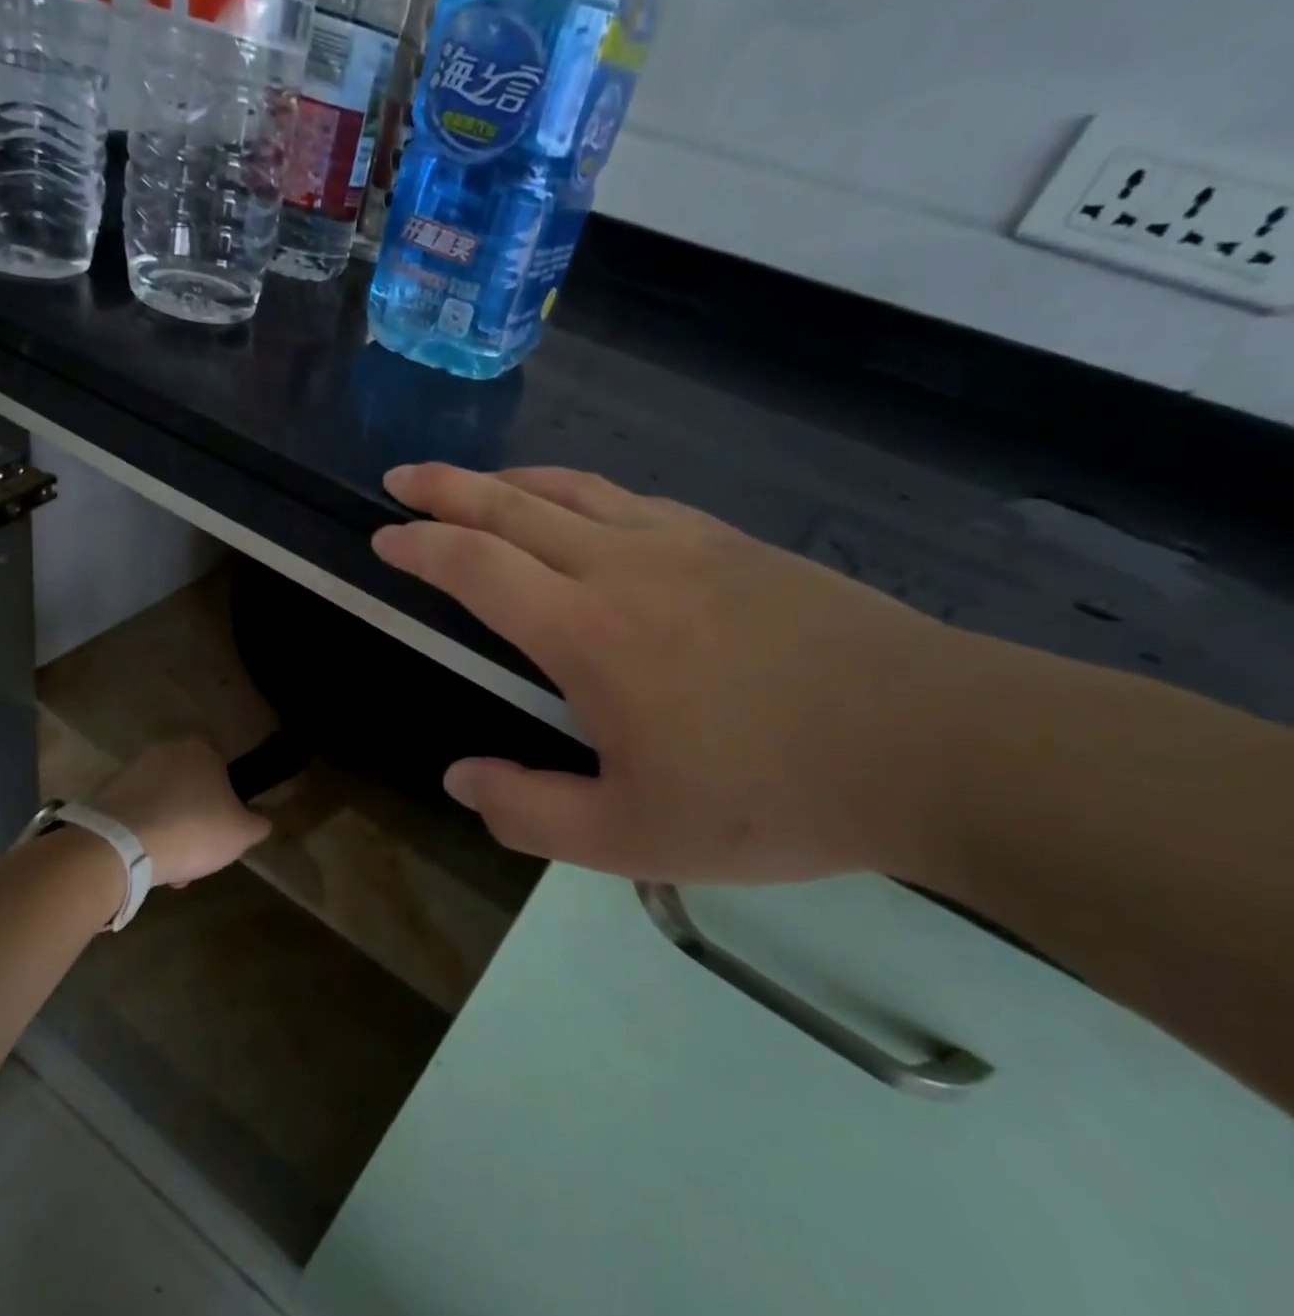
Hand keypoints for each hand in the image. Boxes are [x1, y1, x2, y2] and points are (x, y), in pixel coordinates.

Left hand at [93, 738, 271, 887]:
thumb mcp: (242, 833)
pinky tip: (147, 862)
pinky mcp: (107, 794)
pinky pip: (136, 814)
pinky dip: (143, 834)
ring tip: (172, 867)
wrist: (122, 846)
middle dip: (194, 816)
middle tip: (199, 850)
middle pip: (189, 784)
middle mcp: (166, 750)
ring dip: (169, 828)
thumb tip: (261, 822)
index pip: (220, 760)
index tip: (225, 820)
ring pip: (162, 802)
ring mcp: (133, 770)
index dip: (225, 791)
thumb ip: (257, 824)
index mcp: (201, 750)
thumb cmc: (193, 829)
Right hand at [373, 463, 999, 885]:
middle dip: (446, 488)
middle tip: (402, 478)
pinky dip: (581, 493)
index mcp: (585, 631)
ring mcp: (682, 543)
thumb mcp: (630, 837)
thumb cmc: (769, 796)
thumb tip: (460, 779)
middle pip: (513, 505)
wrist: (932, 745)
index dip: (421, 547)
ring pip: (574, 489)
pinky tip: (583, 512)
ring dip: (511, 481)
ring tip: (477, 485)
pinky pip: (632, 500)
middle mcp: (621, 567)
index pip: (476, 567)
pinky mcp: (732, 543)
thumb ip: (527, 811)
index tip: (384, 537)